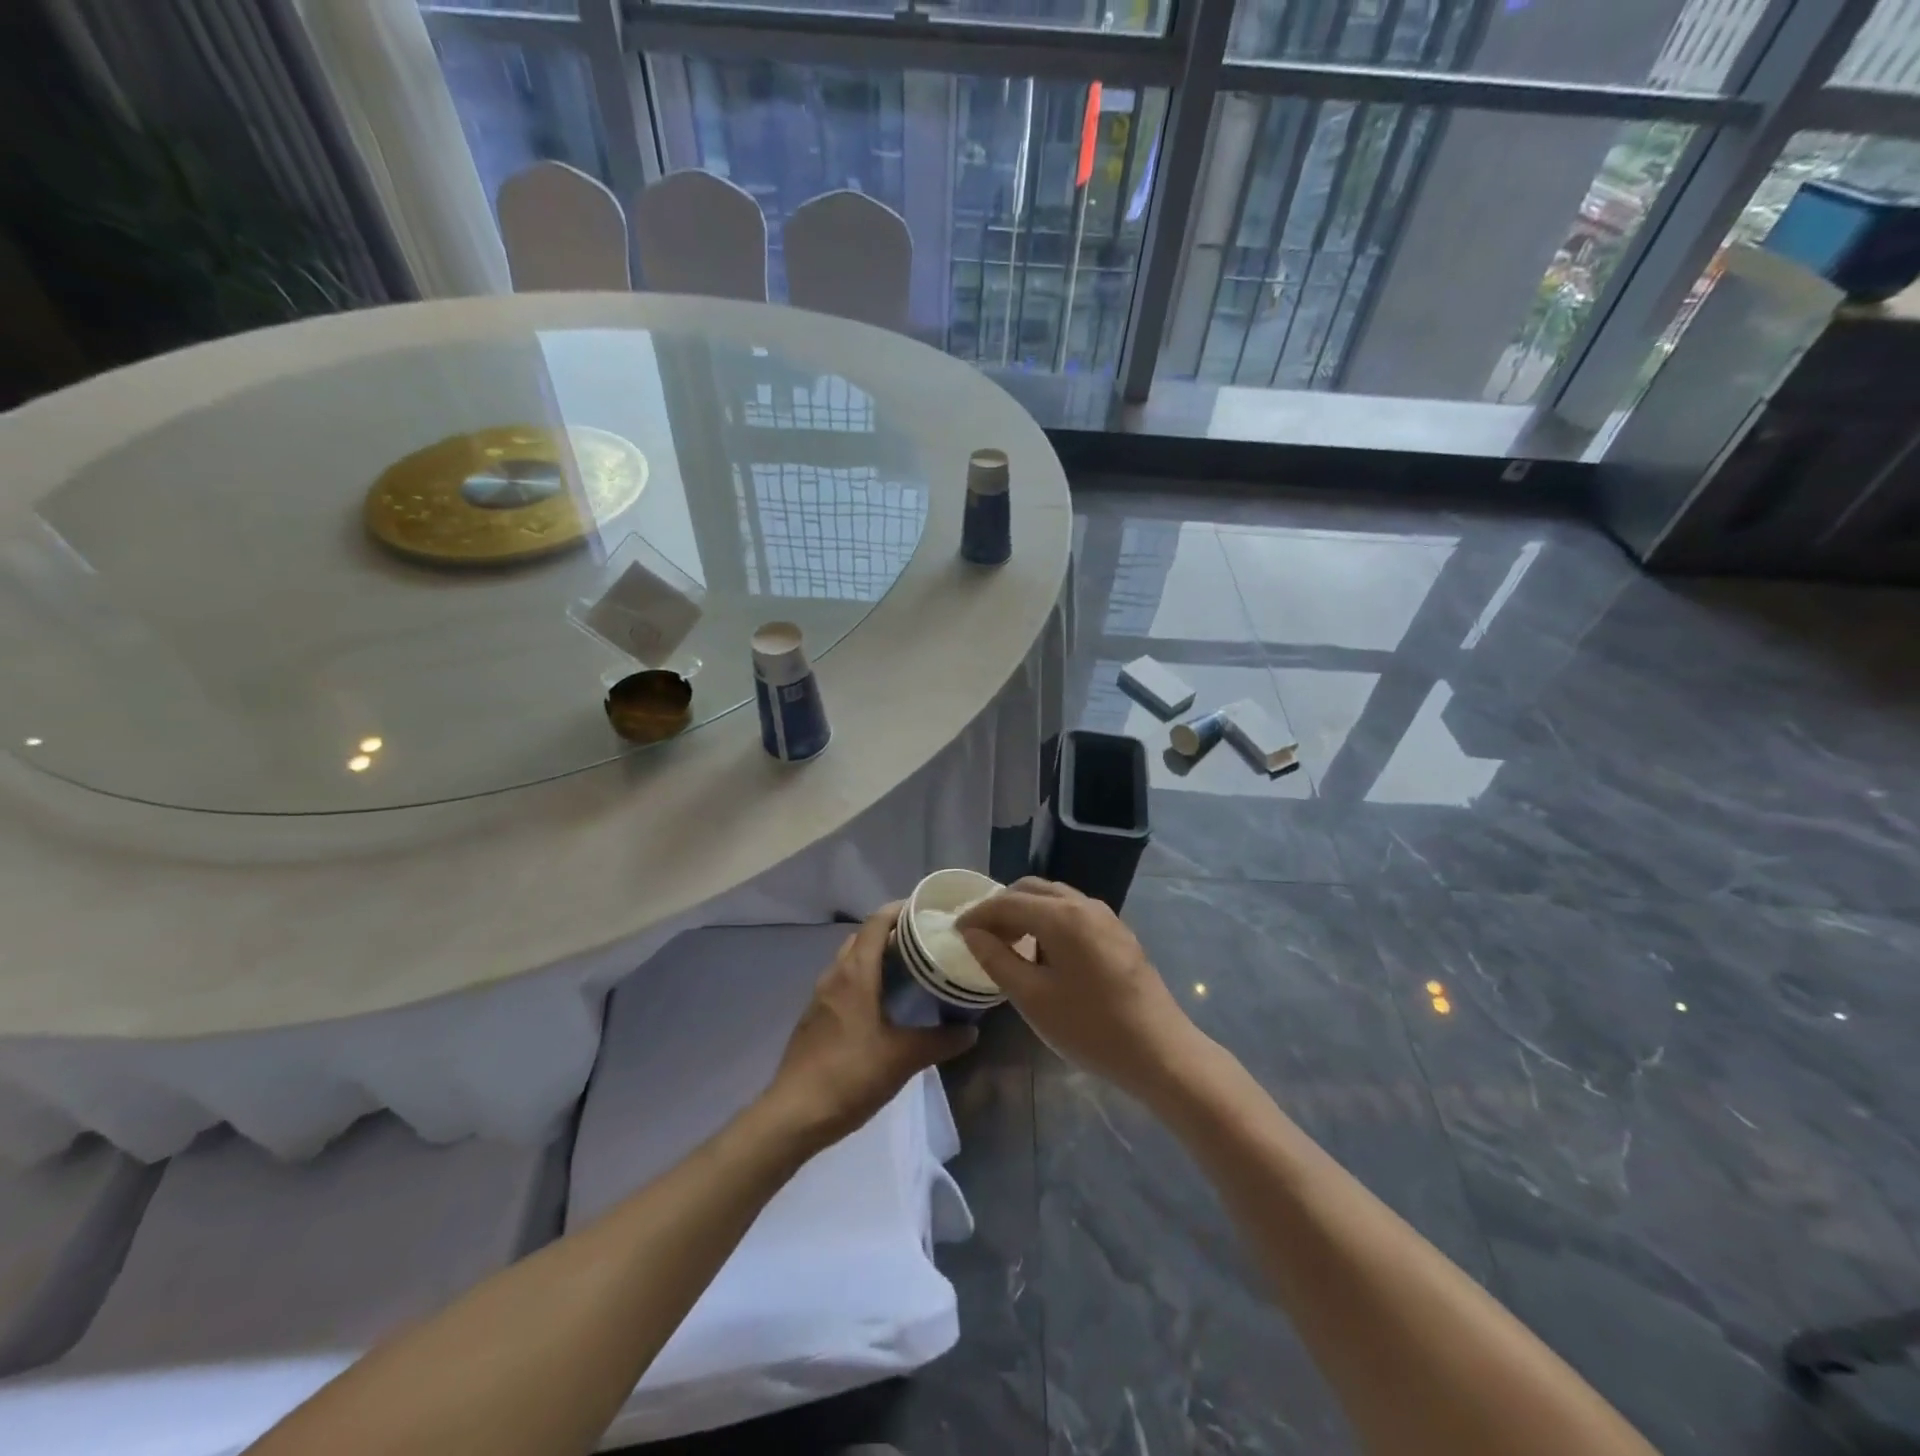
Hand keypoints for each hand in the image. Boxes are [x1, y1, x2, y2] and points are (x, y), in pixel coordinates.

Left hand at [761, 904, 977, 1152]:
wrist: (794, 1114)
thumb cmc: (850, 1075)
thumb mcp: (903, 1058)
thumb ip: (940, 1041)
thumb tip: (971, 1030)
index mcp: (855, 974)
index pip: (877, 923)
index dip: (901, 910)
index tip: (928, 910)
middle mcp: (835, 975)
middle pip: (863, 938)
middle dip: (893, 933)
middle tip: (926, 943)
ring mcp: (821, 996)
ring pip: (851, 961)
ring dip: (877, 957)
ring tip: (911, 971)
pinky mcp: (815, 1017)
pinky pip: (843, 983)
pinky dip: (865, 979)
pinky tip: (885, 1004)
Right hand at [959, 878, 1207, 1101]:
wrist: (1160, 1051)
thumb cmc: (1090, 1027)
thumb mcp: (1032, 998)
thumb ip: (996, 959)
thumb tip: (972, 934)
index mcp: (1061, 915)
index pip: (1007, 902)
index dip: (978, 914)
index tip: (956, 931)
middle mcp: (1084, 904)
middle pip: (1031, 890)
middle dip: (1002, 906)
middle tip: (981, 936)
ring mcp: (1106, 916)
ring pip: (1054, 897)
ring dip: (1026, 911)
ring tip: (1008, 943)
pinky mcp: (1118, 932)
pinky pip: (1073, 911)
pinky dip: (1048, 919)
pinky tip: (1044, 951)